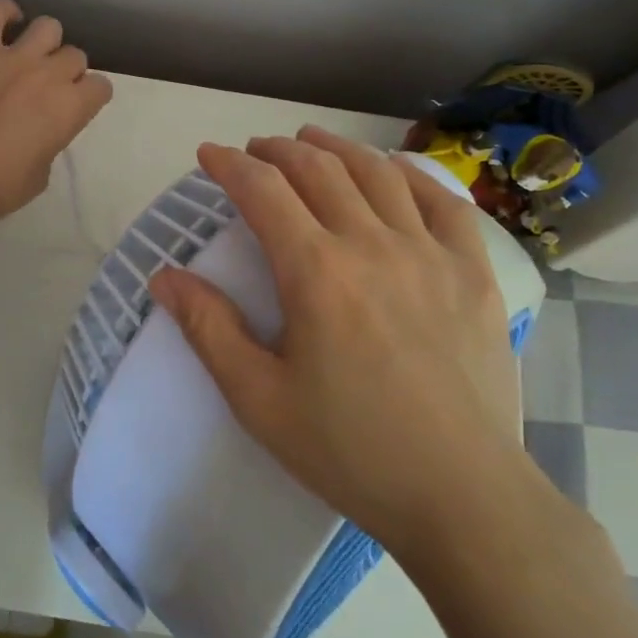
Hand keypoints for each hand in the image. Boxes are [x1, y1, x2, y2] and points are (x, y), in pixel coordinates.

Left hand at [0, 0, 113, 219]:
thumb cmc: (0, 186)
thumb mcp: (42, 173)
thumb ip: (51, 141)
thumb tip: (42, 129)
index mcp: (71, 108)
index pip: (101, 87)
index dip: (91, 97)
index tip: (78, 106)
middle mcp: (50, 75)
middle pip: (75, 56)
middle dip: (67, 72)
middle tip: (49, 89)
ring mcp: (14, 57)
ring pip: (48, 26)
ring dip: (45, 42)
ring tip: (31, 55)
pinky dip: (3, 12)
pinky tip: (7, 20)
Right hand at [147, 127, 523, 554]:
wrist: (461, 496)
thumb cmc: (350, 450)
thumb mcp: (259, 399)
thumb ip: (209, 328)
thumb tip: (163, 277)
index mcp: (316, 272)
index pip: (263, 191)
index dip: (229, 164)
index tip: (209, 155)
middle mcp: (371, 244)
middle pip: (316, 169)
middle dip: (277, 150)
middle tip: (254, 152)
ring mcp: (429, 252)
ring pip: (376, 173)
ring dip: (336, 148)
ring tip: (311, 141)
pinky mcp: (473, 271)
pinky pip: (442, 201)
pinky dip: (410, 174)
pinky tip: (391, 170)